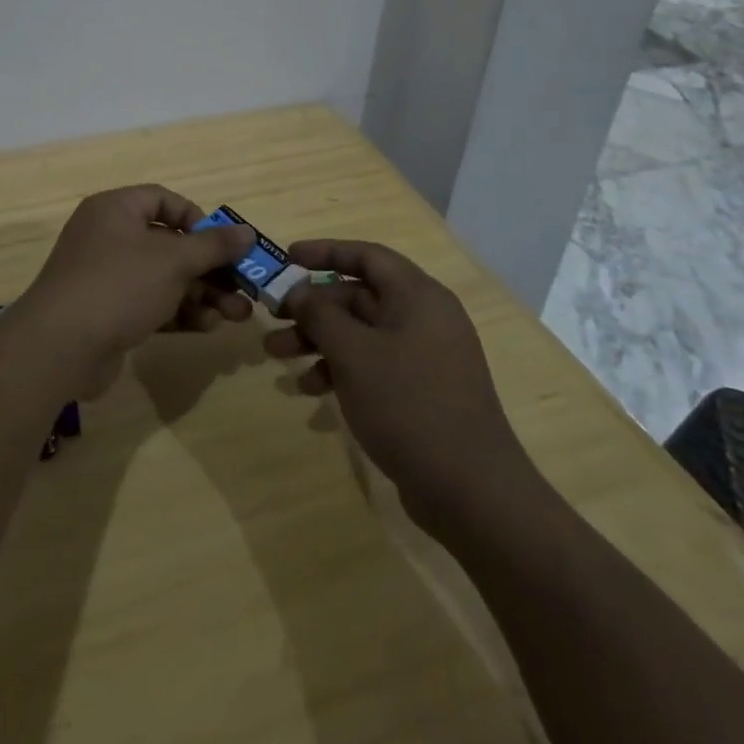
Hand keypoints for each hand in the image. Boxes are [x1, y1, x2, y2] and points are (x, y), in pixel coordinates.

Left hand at [19, 186, 254, 386]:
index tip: (223, 243)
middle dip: (209, 267)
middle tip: (243, 288)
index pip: (163, 200)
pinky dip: (178, 312)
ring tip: (238, 315)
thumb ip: (213, 246)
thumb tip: (246, 232)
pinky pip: (150, 304)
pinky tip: (207, 327)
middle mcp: (108, 237)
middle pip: (168, 244)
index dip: (197, 219)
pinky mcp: (107, 313)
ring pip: (163, 278)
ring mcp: (105, 277)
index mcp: (115, 209)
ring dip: (201, 294)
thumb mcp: (173, 260)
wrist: (60, 347)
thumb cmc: (119, 285)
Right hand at [263, 239, 525, 527]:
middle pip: (359, 297)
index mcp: (417, 296)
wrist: (471, 491)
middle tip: (272, 319)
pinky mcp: (422, 391)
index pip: (366, 255)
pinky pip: (374, 365)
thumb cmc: (408, 405)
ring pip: (361, 334)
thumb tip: (298, 290)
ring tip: (278, 358)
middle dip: (312, 308)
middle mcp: (424, 318)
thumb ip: (319, 314)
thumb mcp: (353, 353)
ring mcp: (425, 356)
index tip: (287, 258)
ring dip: (319, 342)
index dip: (325, 251)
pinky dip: (341, 371)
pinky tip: (311, 393)